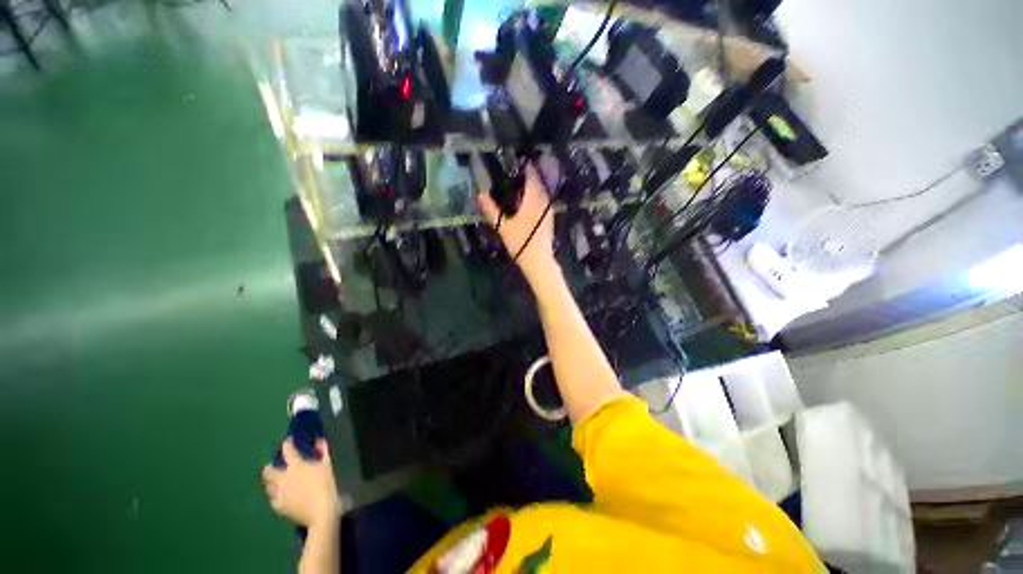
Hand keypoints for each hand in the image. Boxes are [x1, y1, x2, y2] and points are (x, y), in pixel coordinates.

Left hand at [262, 439, 340, 527]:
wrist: (321, 513)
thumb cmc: (327, 485)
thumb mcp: (328, 466)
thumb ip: (323, 452)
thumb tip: (319, 441)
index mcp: (296, 466)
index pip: (287, 450)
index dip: (287, 444)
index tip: (288, 441)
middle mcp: (283, 479)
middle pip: (268, 470)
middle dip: (270, 466)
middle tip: (277, 465)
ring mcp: (278, 494)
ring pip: (267, 485)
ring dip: (271, 481)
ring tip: (277, 480)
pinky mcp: (279, 507)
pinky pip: (272, 498)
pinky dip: (275, 494)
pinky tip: (281, 495)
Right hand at [477, 166, 556, 283]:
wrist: (538, 261)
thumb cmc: (520, 243)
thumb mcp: (503, 227)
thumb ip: (492, 210)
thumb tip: (480, 195)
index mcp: (532, 202)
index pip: (532, 179)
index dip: (528, 168)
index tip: (521, 161)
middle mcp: (543, 204)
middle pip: (539, 185)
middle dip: (531, 177)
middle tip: (520, 172)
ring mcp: (549, 212)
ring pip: (543, 194)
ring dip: (535, 188)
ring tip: (523, 186)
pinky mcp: (550, 220)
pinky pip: (545, 203)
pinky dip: (538, 198)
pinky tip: (530, 203)